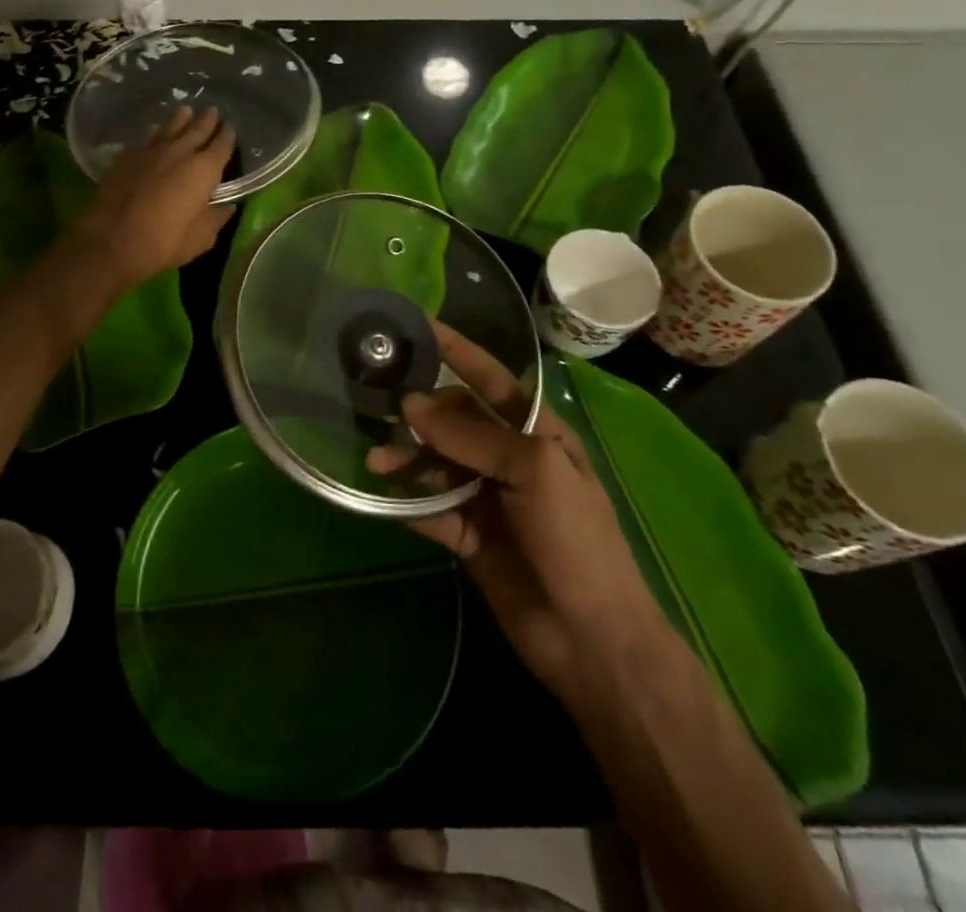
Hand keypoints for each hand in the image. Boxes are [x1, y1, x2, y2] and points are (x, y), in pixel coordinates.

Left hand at [73, 106, 235, 287]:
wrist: (112, 240)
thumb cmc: (164, 242)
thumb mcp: (200, 239)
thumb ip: (215, 219)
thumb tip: (227, 208)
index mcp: (204, 170)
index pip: (222, 146)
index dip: (227, 136)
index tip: (231, 128)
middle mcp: (180, 152)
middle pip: (197, 129)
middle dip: (207, 119)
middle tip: (213, 110)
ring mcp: (151, 151)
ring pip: (170, 127)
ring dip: (181, 118)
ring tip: (186, 110)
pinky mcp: (127, 156)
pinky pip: (145, 137)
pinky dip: (154, 131)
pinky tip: (154, 130)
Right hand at [369, 323, 649, 704]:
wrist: (590, 638)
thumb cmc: (574, 538)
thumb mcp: (534, 470)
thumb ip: (472, 435)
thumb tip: (411, 404)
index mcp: (535, 432)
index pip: (490, 378)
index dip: (456, 351)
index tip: (416, 326)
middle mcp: (508, 457)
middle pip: (454, 420)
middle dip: (419, 411)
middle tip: (377, 405)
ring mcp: (486, 497)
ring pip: (435, 463)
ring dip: (406, 459)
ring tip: (375, 463)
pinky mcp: (466, 535)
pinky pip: (429, 508)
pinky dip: (406, 501)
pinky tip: (382, 495)